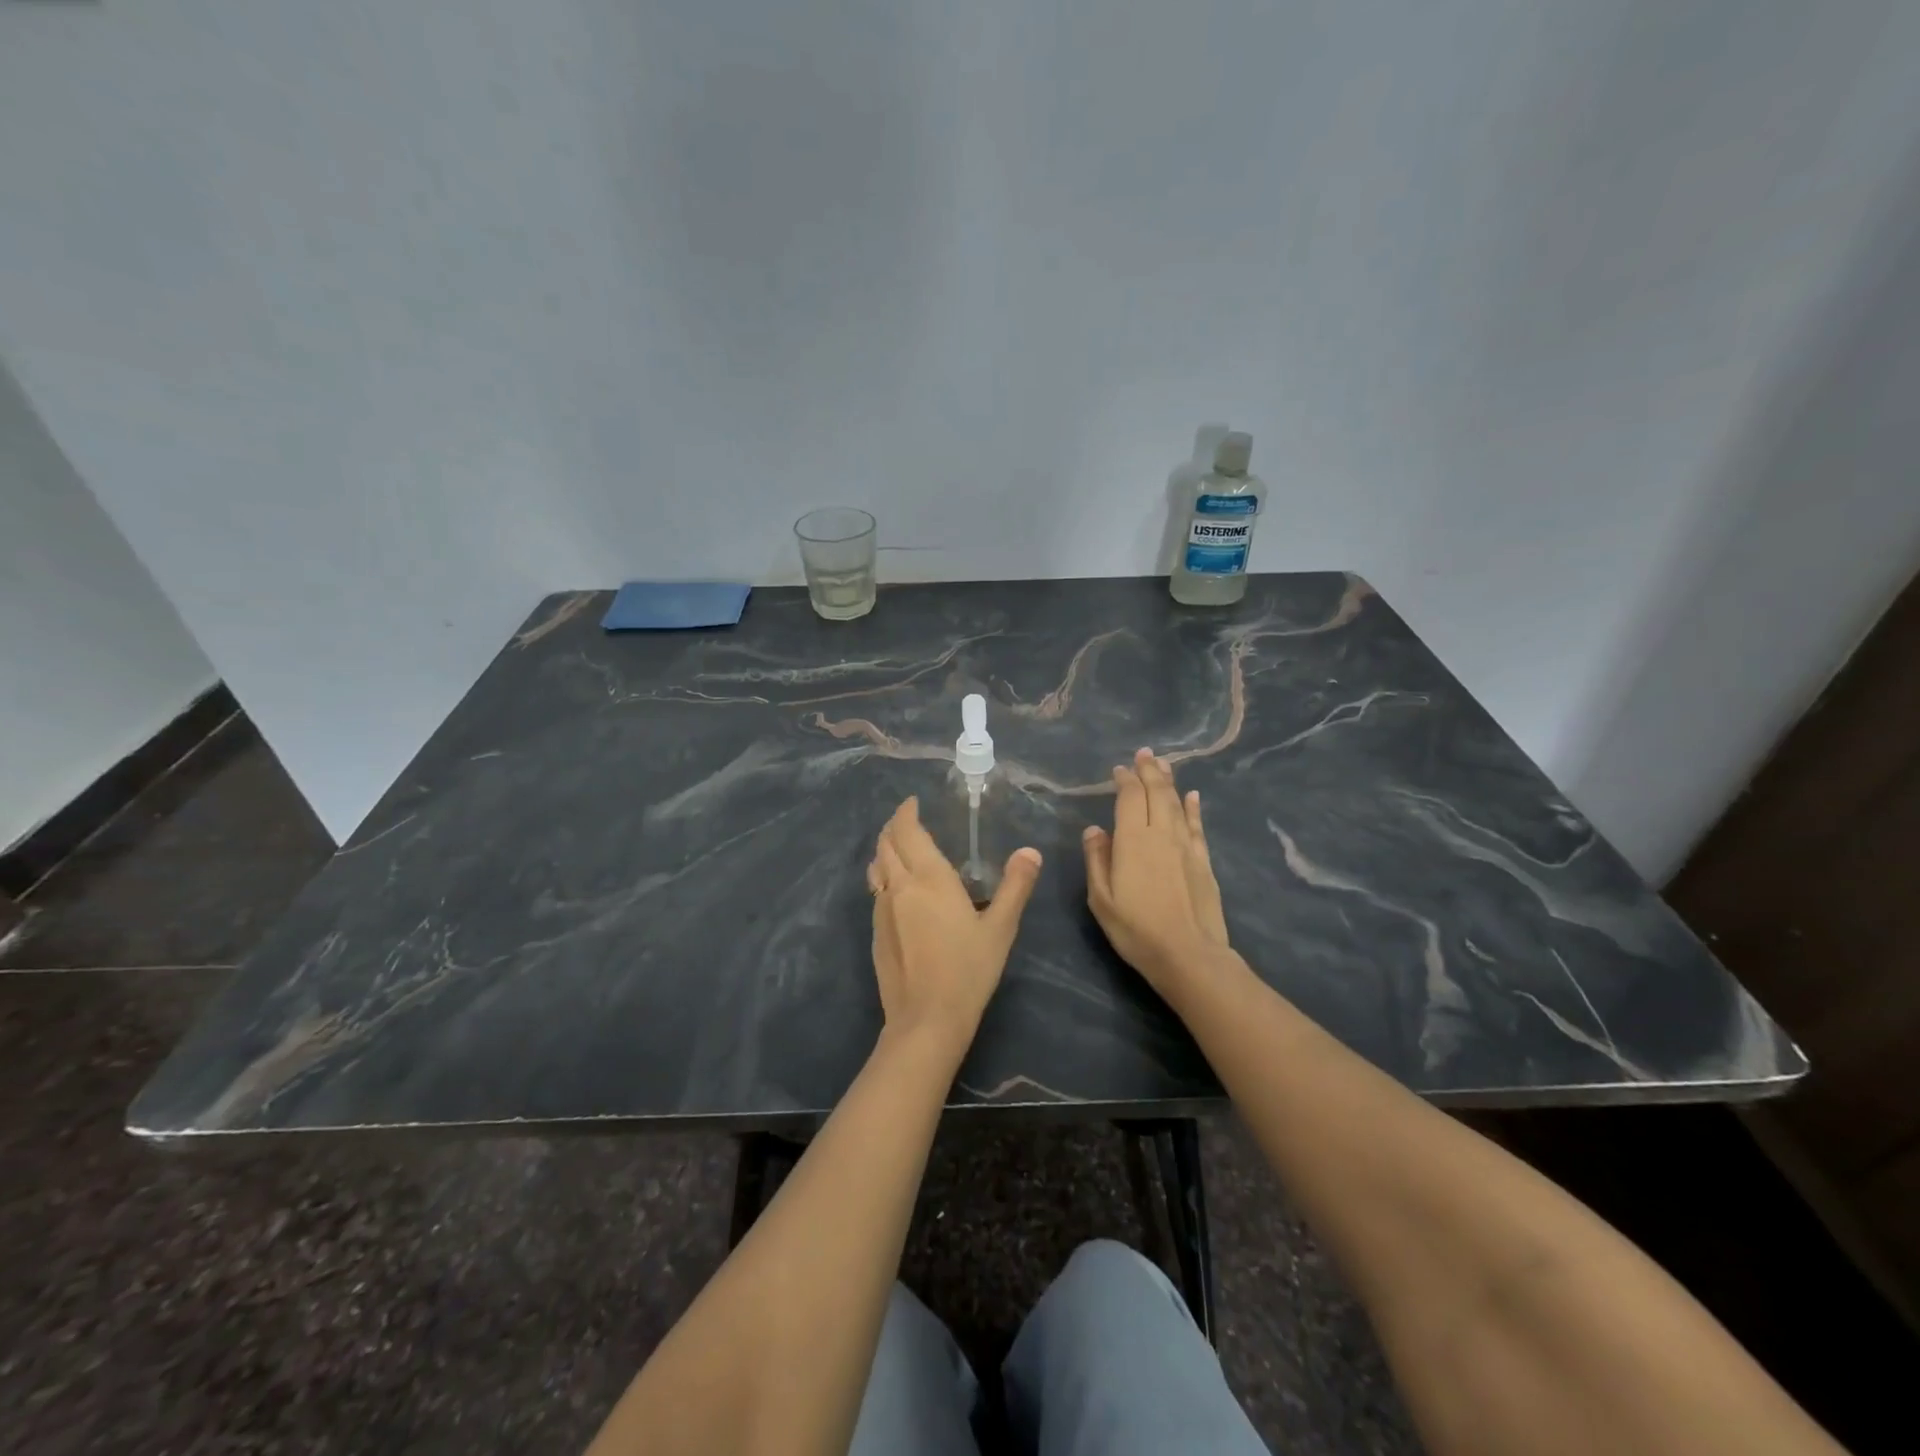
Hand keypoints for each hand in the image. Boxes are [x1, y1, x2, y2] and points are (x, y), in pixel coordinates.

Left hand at [866, 798, 1041, 1058]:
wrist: (925, 1020)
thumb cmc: (968, 970)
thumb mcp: (1001, 928)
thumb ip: (1015, 886)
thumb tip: (1030, 852)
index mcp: (929, 878)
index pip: (907, 831)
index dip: (906, 812)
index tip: (912, 802)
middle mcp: (899, 886)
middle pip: (885, 844)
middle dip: (893, 826)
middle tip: (907, 820)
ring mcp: (882, 910)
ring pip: (876, 867)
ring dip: (884, 850)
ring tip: (898, 848)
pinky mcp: (875, 933)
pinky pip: (876, 891)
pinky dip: (884, 876)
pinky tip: (898, 890)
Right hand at [1083, 749, 1231, 999]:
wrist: (1189, 955)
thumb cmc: (1136, 929)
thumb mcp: (1101, 899)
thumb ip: (1097, 860)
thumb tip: (1094, 829)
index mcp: (1133, 840)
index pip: (1130, 798)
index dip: (1125, 779)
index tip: (1119, 769)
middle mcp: (1161, 834)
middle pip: (1157, 793)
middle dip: (1149, 771)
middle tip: (1145, 754)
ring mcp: (1186, 846)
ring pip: (1177, 804)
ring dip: (1169, 782)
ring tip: (1164, 764)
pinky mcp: (1203, 861)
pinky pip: (1197, 826)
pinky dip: (1193, 808)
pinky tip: (1193, 796)